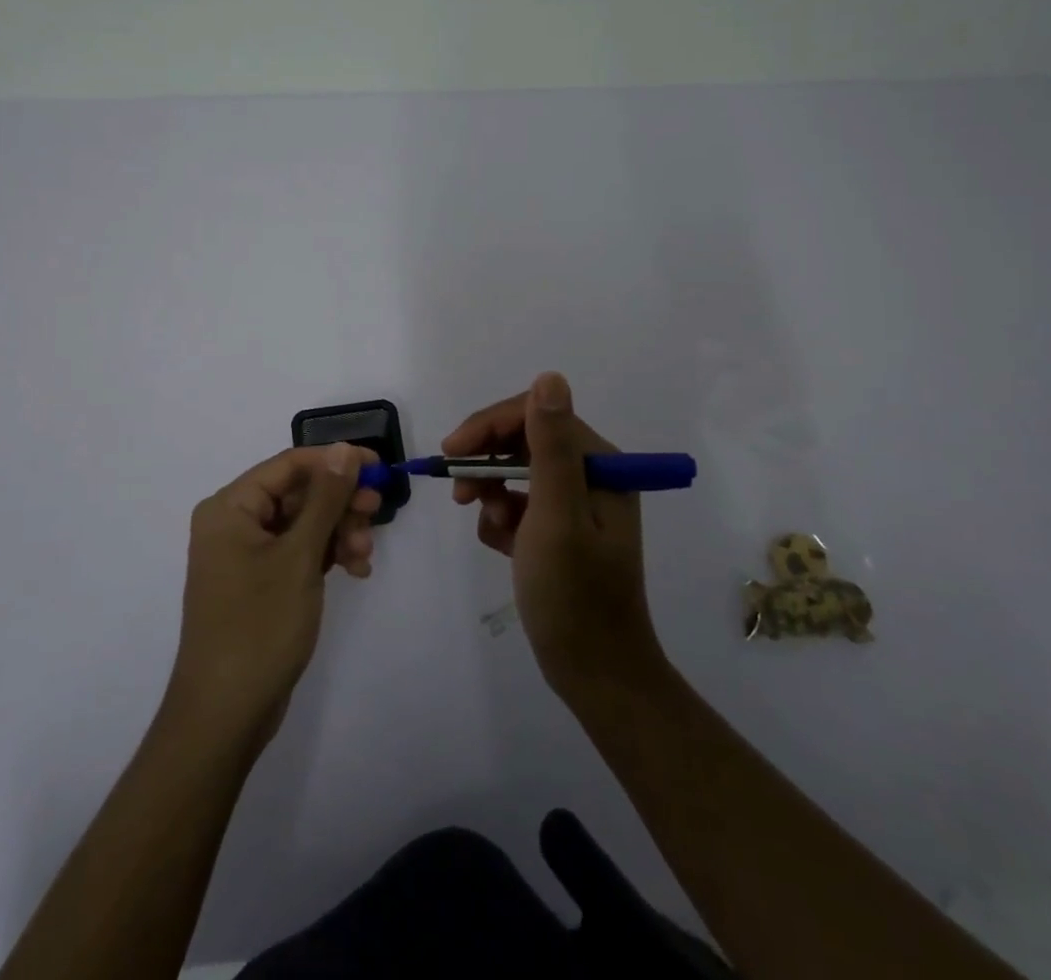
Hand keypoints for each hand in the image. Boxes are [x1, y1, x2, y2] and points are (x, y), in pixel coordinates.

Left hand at [165, 443, 380, 751]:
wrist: (225, 715)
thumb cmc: (259, 626)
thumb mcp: (299, 556)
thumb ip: (325, 498)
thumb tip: (345, 449)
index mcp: (230, 507)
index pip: (289, 464)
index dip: (335, 461)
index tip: (378, 468)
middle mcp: (233, 523)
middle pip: (297, 493)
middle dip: (339, 504)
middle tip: (375, 514)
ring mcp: (245, 555)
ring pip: (303, 523)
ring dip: (338, 532)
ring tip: (363, 555)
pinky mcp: (259, 583)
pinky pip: (298, 552)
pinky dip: (326, 555)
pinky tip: (355, 570)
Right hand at [444, 372, 666, 704]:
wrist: (595, 673)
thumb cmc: (574, 595)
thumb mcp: (557, 516)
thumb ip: (551, 446)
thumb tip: (549, 377)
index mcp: (599, 464)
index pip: (535, 416)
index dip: (489, 427)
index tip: (451, 453)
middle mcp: (591, 475)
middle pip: (523, 441)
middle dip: (487, 463)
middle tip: (459, 494)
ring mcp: (576, 503)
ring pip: (516, 472)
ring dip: (493, 493)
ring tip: (490, 526)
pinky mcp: (561, 529)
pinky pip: (519, 504)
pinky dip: (503, 519)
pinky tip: (503, 546)